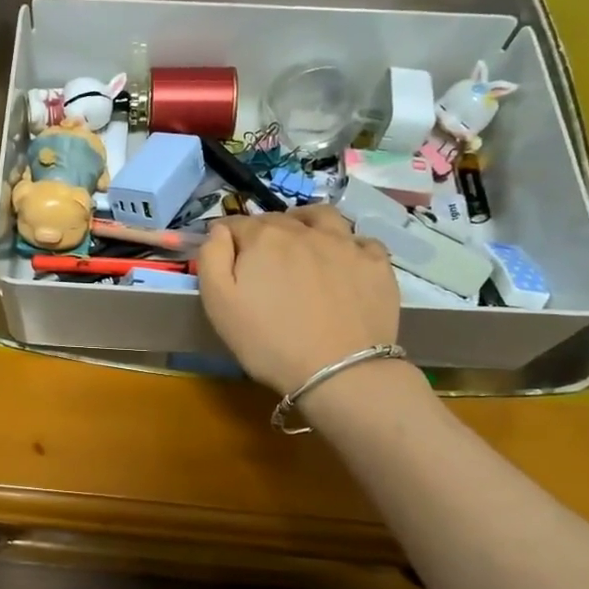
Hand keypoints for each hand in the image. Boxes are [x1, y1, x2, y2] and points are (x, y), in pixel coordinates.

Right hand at [197, 204, 401, 395]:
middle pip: (277, 219)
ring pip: (322, 217)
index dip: (226, 236)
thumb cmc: (268, 342)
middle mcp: (304, 231)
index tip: (224, 254)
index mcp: (263, 238)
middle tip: (260, 259)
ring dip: (306, 222)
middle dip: (263, 232)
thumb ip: (212, 257)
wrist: (339, 371)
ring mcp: (345, 244)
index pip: (235, 223)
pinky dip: (347, 244)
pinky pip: (361, 240)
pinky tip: (342, 261)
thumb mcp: (219, 303)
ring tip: (303, 239)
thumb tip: (219, 230)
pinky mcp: (376, 263)